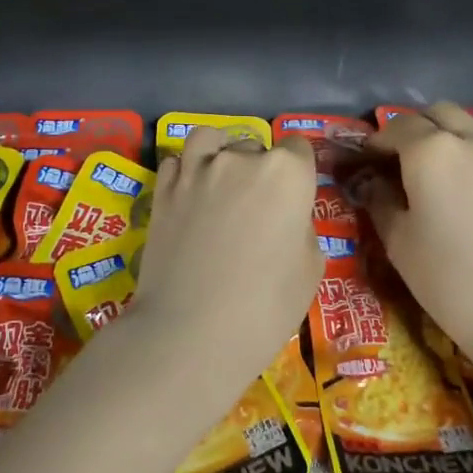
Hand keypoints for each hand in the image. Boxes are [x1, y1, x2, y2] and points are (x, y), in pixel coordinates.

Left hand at [128, 126, 320, 415]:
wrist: (190, 333)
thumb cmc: (265, 306)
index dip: (299, 173)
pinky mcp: (162, 190)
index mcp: (286, 173)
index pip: (298, 149)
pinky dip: (185, 171)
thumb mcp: (310, 268)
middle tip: (256, 210)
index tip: (294, 199)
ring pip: (210, 140)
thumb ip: (301, 226)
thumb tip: (285, 217)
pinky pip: (177, 162)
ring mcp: (195, 170)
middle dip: (259, 169)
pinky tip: (190, 195)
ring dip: (219, 154)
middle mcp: (240, 159)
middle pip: (255, 146)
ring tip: (220, 183)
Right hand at [362, 104, 472, 364]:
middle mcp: (471, 139)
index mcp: (431, 152)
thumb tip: (375, 184)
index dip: (377, 142)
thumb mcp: (399, 245)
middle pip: (438, 114)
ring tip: (444, 163)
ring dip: (453, 131)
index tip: (366, 160)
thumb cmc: (451, 282)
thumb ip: (381, 203)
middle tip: (401, 160)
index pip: (396, 128)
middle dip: (415, 129)